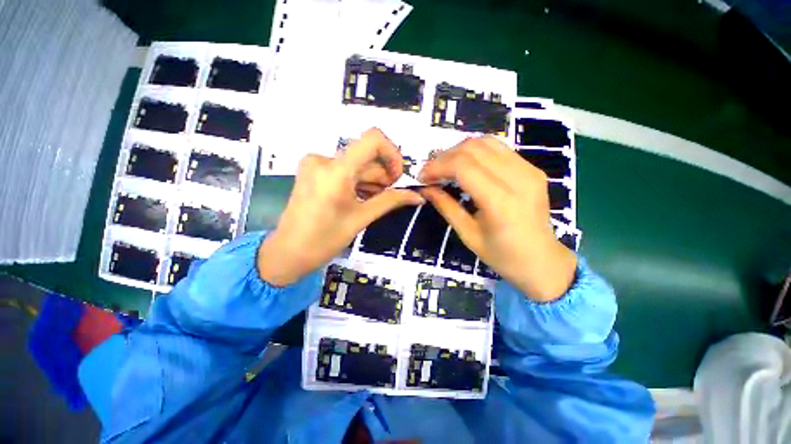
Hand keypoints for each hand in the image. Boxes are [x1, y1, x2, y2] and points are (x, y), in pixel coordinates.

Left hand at [258, 128, 423, 286]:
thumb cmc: (324, 240)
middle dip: (382, 176)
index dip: (392, 154)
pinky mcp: (313, 170)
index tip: (397, 177)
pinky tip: (358, 198)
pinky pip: (344, 169)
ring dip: (370, 181)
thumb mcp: (361, 218)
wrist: (288, 252)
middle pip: (366, 157)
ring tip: (370, 202)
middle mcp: (323, 159)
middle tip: (386, 198)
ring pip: (356, 164)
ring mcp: (315, 163)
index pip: (373, 139)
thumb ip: (391, 201)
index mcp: (335, 170)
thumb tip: (418, 196)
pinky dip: (356, 181)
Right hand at [418, 137, 576, 301]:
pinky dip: (476, 152)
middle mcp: (518, 179)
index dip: (437, 166)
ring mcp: (529, 170)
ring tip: (445, 167)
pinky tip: (465, 165)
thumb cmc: (502, 256)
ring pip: (486, 142)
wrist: (542, 261)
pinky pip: (498, 149)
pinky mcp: (532, 168)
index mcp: (500, 202)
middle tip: (431, 172)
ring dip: (459, 150)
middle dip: (445, 156)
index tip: (422, 176)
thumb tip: (425, 188)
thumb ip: (446, 206)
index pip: (463, 166)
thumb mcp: (468, 235)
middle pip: (473, 149)